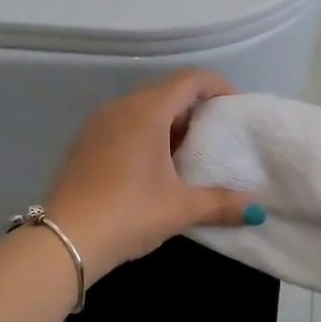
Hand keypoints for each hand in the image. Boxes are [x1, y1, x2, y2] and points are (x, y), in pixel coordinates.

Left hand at [43, 69, 253, 279]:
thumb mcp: (181, 209)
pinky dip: (147, 134)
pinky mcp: (85, 144)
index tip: (236, 106)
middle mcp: (120, 108)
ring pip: (143, 108)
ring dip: (170, 122)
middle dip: (196, 106)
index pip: (189, 80)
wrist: (64, 240)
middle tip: (218, 132)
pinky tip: (156, 166)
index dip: (217, 86)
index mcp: (146, 112)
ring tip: (191, 151)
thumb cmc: (129, 213)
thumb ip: (221, 204)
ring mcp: (98, 125)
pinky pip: (124, 124)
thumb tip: (256, 211)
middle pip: (166, 91)